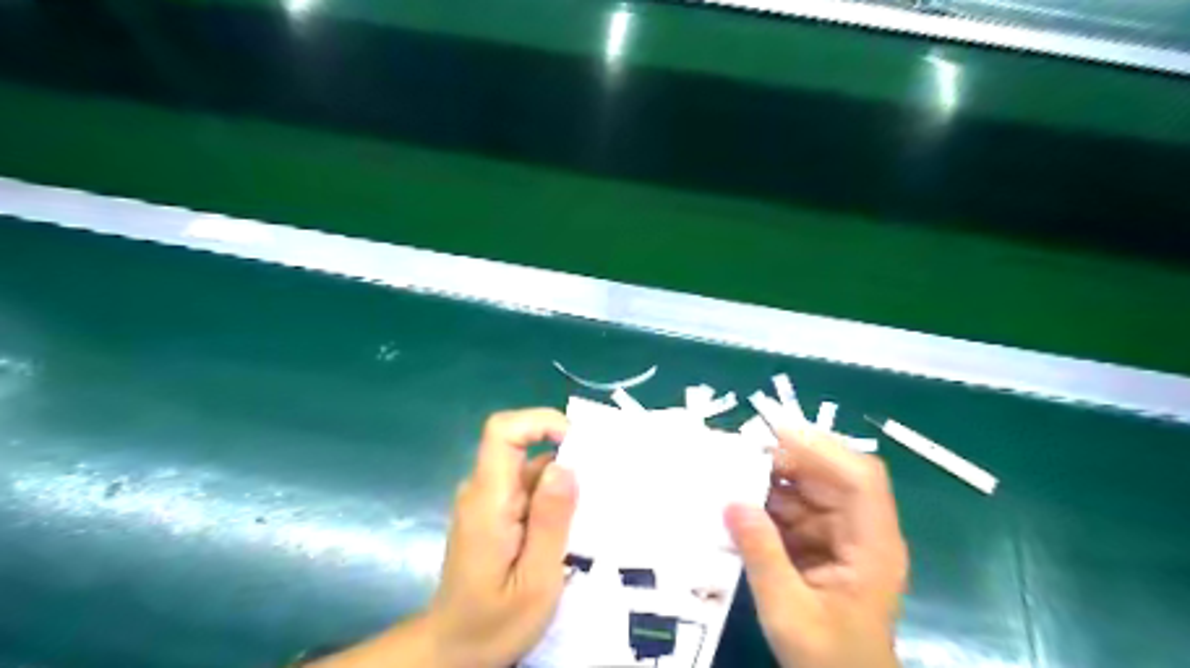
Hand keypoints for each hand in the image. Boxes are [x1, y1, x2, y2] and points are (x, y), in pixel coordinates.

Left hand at [314, 409, 579, 665]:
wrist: (453, 650)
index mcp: (488, 501)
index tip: (580, 444)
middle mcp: (483, 490)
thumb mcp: (535, 581)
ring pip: (530, 468)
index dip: (541, 421)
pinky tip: (576, 526)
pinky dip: (555, 498)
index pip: (503, 431)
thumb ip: (550, 522)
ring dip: (564, 481)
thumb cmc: (493, 623)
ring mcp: (487, 500)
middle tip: (602, 488)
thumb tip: (565, 465)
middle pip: (522, 445)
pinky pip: (528, 488)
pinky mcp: (494, 512)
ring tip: (595, 512)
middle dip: (566, 456)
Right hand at [725, 427, 911, 667]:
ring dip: (771, 482)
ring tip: (729, 476)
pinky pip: (794, 511)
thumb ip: (762, 556)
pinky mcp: (822, 545)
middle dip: (786, 462)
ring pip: (809, 490)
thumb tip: (732, 502)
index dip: (821, 449)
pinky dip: (767, 505)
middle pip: (831, 476)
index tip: (775, 434)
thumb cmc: (828, 659)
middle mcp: (862, 531)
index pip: (859, 480)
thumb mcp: (790, 612)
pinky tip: (738, 505)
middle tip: (738, 456)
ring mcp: (842, 537)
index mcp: (873, 546)